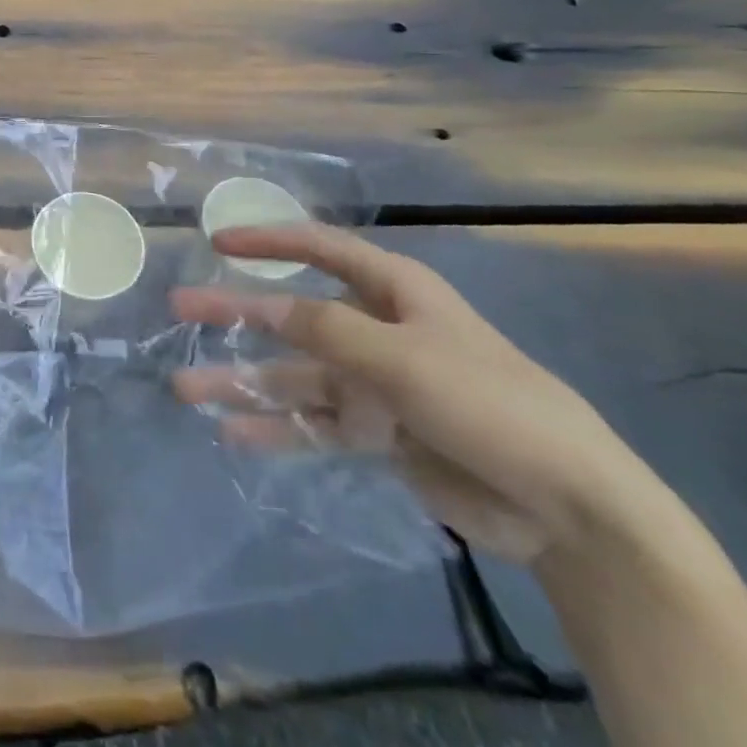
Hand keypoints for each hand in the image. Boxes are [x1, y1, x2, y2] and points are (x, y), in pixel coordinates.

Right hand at [172, 225, 650, 563]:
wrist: (567, 507)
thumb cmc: (488, 402)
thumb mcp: (403, 357)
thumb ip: (328, 332)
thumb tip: (268, 308)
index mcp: (392, 291)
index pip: (320, 248)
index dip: (269, 240)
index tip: (218, 241)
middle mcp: (376, 329)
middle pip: (292, 314)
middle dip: (236, 312)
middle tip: (179, 308)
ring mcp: (375, 383)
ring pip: (294, 374)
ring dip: (243, 380)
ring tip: (186, 388)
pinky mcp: (378, 434)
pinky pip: (314, 425)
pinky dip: (277, 428)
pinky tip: (233, 433)